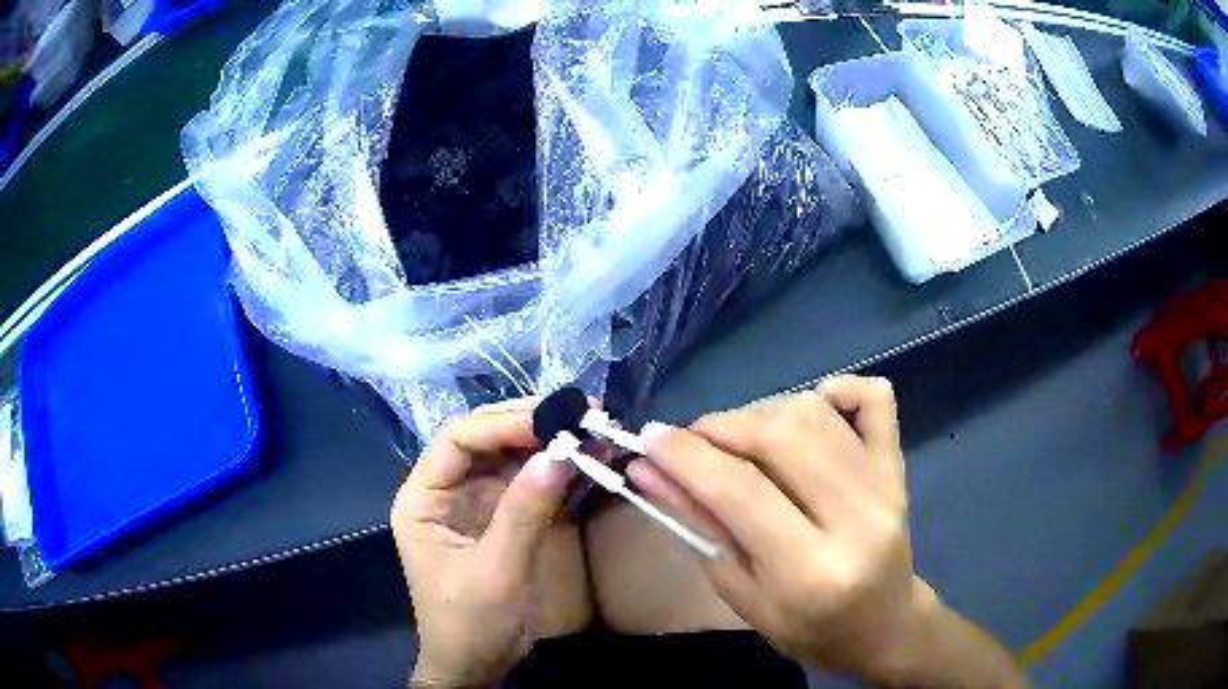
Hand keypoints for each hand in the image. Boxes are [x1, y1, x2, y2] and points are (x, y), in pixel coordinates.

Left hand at [391, 399, 590, 687]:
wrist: (476, 666)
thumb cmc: (469, 623)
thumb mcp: (495, 571)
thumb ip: (524, 512)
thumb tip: (559, 453)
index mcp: (423, 499)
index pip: (457, 440)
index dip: (502, 423)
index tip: (552, 420)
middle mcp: (446, 492)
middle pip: (483, 440)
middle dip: (528, 423)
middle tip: (579, 413)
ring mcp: (475, 504)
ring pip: (509, 457)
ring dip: (547, 441)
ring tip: (590, 428)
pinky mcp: (501, 519)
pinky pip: (528, 484)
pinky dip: (556, 470)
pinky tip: (586, 458)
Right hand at [629, 376, 926, 681]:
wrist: (882, 625)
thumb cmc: (807, 627)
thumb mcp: (741, 594)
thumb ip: (696, 528)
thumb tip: (648, 470)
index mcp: (810, 570)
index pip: (740, 491)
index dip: (686, 457)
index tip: (647, 439)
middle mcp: (855, 518)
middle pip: (779, 436)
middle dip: (720, 428)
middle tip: (692, 446)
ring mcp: (885, 484)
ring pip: (814, 411)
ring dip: (761, 414)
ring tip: (741, 442)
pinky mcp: (898, 465)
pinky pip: (875, 397)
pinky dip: (837, 389)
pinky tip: (812, 408)